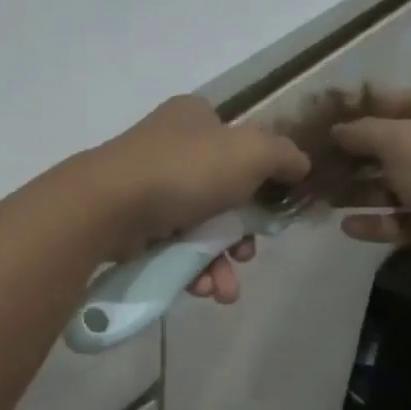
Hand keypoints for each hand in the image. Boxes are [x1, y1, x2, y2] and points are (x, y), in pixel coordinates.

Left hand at [82, 96, 309, 303]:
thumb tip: (301, 165)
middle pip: (224, 195)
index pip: (240, 144)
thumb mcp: (251, 152)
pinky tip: (200, 289)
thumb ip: (284, 156)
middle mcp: (171, 147)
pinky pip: (174, 247)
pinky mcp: (132, 223)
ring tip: (223, 290)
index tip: (272, 211)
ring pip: (201, 228)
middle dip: (241, 237)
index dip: (262, 180)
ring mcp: (148, 186)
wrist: (109, 206)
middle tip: (247, 256)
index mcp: (196, 119)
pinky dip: (192, 269)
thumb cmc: (186, 171)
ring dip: (219, 263)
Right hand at [331, 88, 410, 296]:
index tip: (330, 118)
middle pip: (402, 145)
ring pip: (402, 184)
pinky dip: (380, 220)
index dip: (367, 107)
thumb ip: (367, 131)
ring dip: (364, 190)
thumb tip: (338, 130)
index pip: (408, 100)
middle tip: (322, 161)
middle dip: (360, 155)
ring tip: (326, 196)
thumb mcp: (405, 144)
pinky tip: (347, 227)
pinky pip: (408, 218)